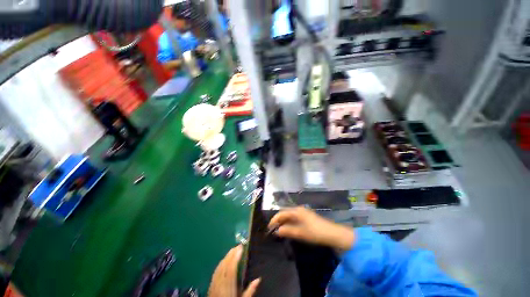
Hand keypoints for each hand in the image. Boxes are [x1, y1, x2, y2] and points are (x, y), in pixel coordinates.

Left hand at [208, 245, 260, 296]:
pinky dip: (221, 263)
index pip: (231, 269)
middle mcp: (220, 284)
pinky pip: (216, 271)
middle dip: (231, 254)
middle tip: (238, 245)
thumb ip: (250, 291)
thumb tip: (258, 279)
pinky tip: (224, 260)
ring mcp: (214, 284)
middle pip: (225, 266)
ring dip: (226, 257)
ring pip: (220, 267)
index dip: (236, 257)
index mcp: (228, 288)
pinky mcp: (210, 285)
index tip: (241, 247)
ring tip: (233, 250)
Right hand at [268, 207, 355, 250]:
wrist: (332, 233)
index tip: (269, 228)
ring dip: (284, 221)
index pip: (281, 213)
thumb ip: (287, 231)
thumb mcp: (300, 233)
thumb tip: (276, 231)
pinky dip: (290, 222)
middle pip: (285, 213)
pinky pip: (294, 217)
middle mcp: (298, 209)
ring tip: (279, 230)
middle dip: (278, 220)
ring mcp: (303, 212)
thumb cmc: (314, 232)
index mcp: (296, 211)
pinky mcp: (307, 216)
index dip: (274, 220)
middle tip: (273, 229)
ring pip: (290, 215)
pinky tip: (289, 228)